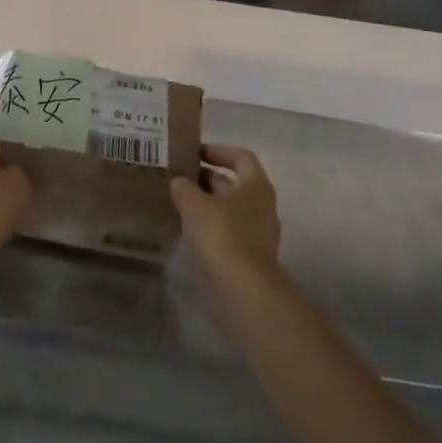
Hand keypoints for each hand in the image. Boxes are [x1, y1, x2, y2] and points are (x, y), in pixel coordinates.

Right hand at [170, 144, 280, 287]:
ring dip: (207, 205)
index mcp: (255, 186)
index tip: (195, 153)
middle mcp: (262, 206)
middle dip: (207, 180)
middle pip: (234, 184)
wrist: (242, 291)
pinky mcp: (249, 259)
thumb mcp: (194, 203)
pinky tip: (188, 231)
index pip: (240, 157)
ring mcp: (258, 234)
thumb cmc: (221, 234)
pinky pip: (228, 233)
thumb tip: (179, 181)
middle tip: (179, 179)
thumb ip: (184, 187)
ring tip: (179, 203)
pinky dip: (210, 228)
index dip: (218, 151)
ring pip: (229, 210)